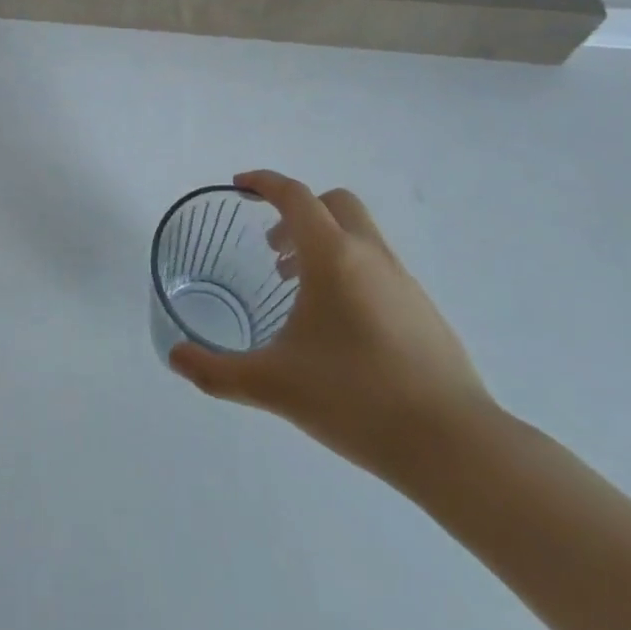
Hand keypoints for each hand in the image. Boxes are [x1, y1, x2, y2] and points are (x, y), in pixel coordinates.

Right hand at [169, 170, 495, 481]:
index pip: (294, 196)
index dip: (264, 183)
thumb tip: (175, 358)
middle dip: (298, 212)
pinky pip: (378, 266)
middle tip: (273, 249)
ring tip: (299, 291)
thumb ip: (216, 371)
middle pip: (333, 203)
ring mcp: (404, 281)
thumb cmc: (356, 399)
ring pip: (359, 235)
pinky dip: (350, 271)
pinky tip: (339, 326)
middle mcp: (370, 255)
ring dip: (324, 243)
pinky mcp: (424, 310)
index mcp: (333, 255)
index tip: (240, 187)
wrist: (455, 447)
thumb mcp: (274, 385)